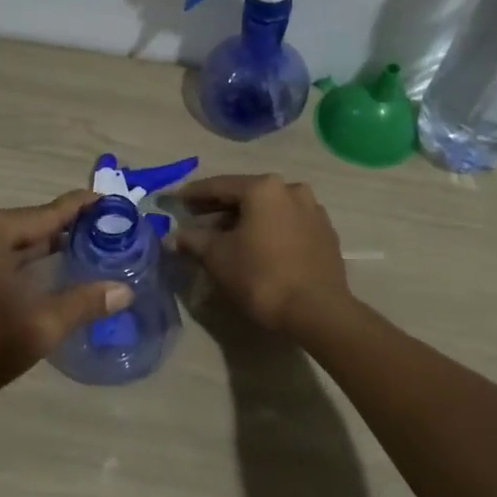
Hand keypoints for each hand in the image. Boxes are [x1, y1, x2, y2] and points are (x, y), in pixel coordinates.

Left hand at [0, 192, 132, 419]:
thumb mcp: (38, 327)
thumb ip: (83, 303)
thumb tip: (124, 290)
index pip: (47, 213)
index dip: (82, 208)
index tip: (111, 201)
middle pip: (26, 226)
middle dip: (63, 233)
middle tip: (104, 239)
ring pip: (6, 242)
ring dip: (38, 251)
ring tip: (79, 257)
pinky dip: (14, 262)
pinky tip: (38, 277)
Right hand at [170, 174, 351, 336]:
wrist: (316, 311)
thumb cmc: (261, 277)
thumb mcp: (218, 257)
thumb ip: (193, 240)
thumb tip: (171, 238)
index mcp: (264, 188)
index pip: (220, 186)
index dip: (194, 194)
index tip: (176, 199)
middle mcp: (292, 190)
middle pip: (247, 195)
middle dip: (219, 208)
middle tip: (196, 218)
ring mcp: (314, 212)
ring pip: (269, 210)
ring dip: (245, 219)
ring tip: (225, 235)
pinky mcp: (325, 234)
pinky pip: (287, 225)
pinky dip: (268, 230)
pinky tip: (256, 246)